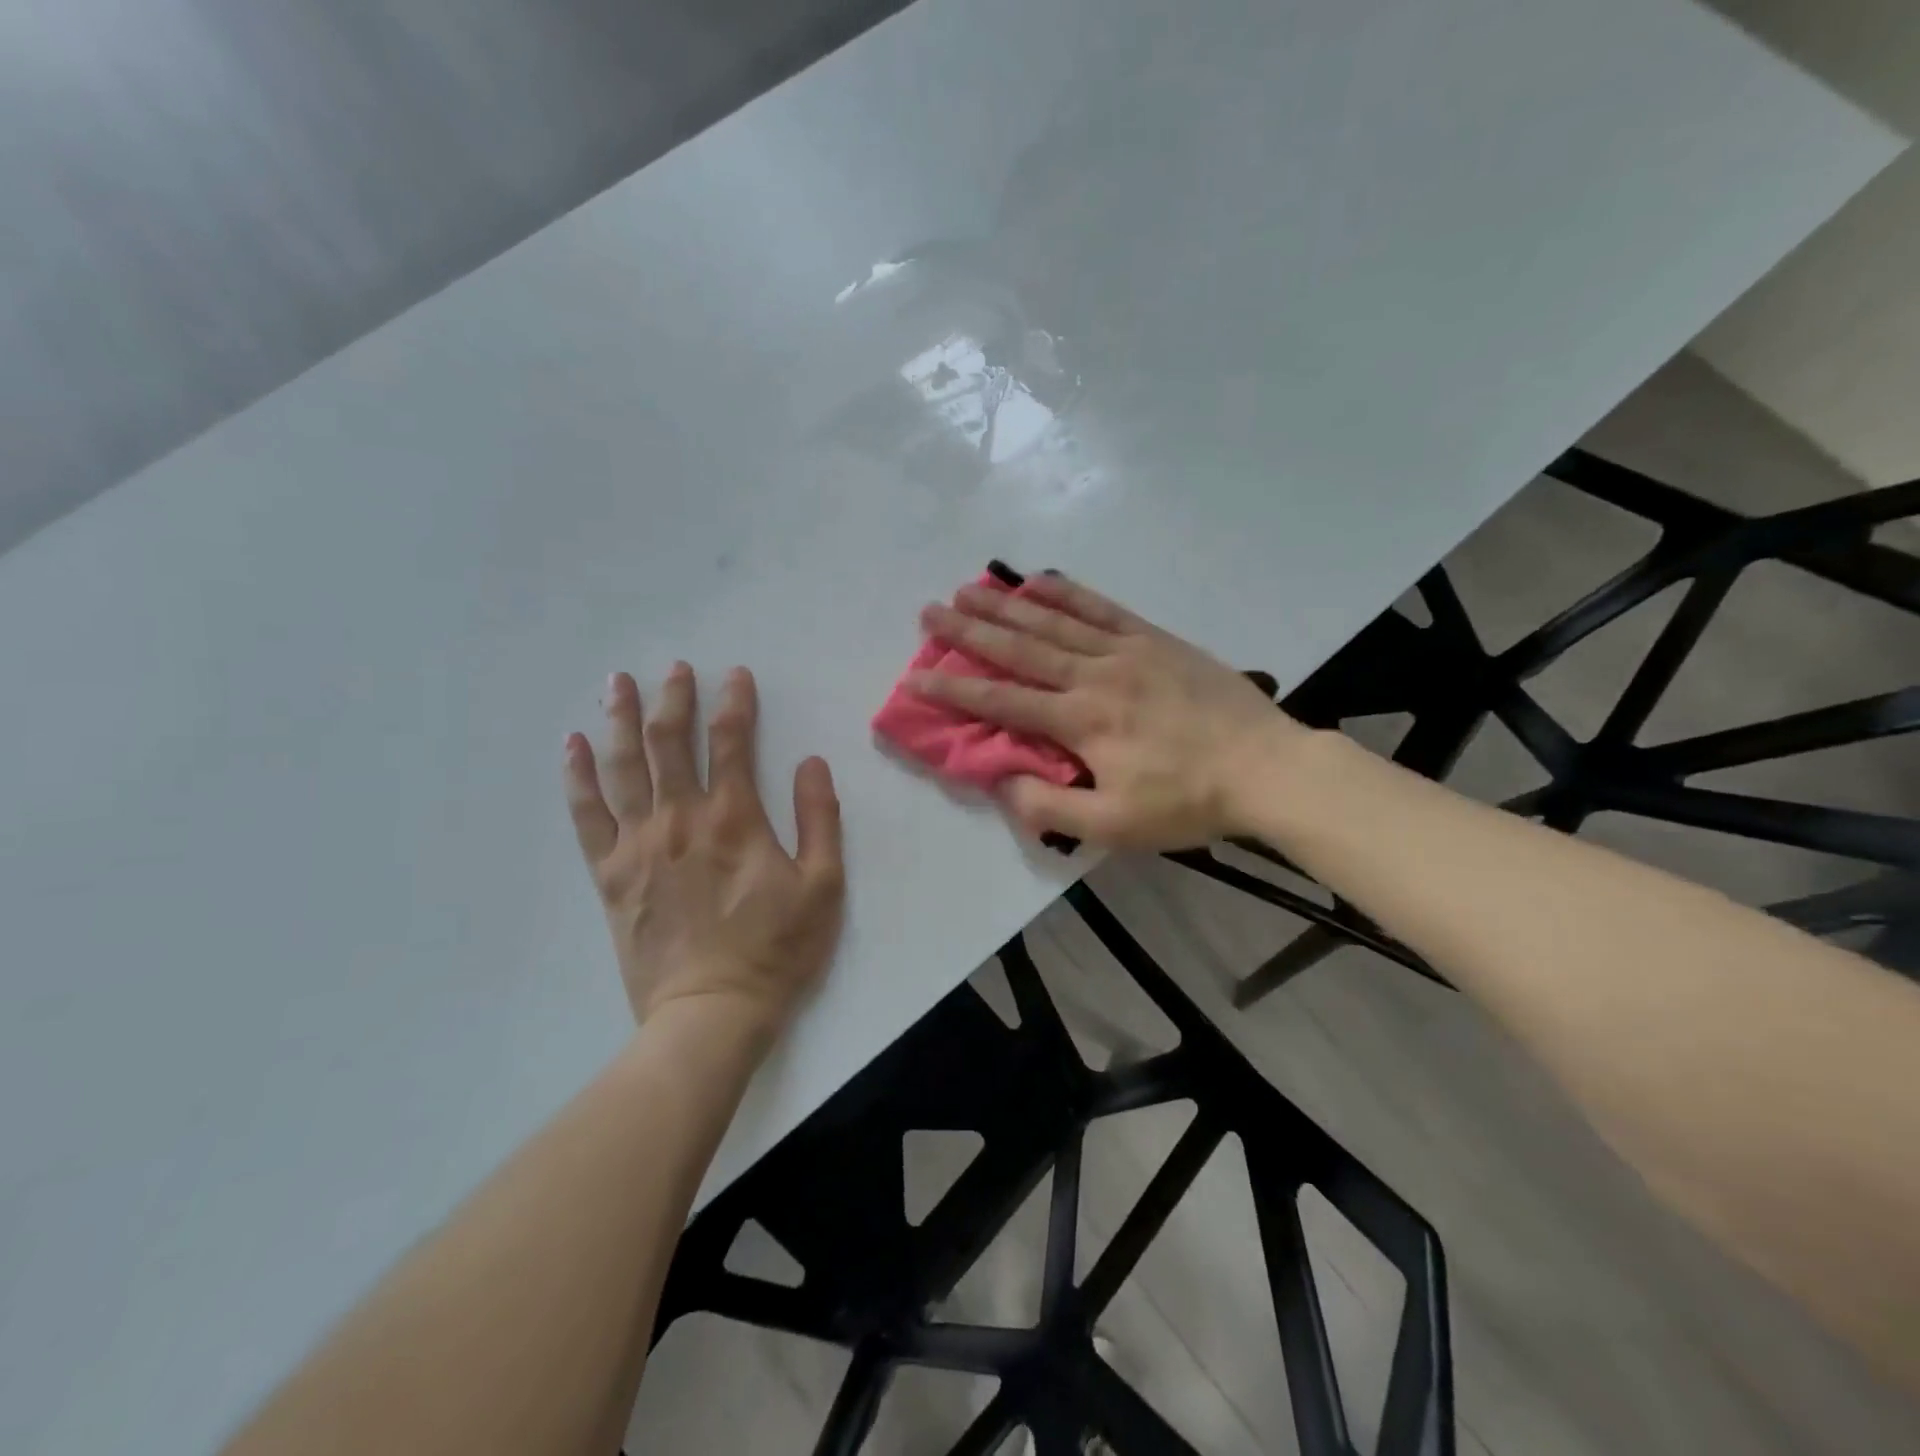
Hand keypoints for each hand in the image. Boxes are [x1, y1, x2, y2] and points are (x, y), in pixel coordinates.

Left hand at [563, 664, 844, 1044]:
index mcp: (734, 818)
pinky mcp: (609, 874)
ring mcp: (638, 845)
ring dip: (620, 719)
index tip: (736, 675)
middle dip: (673, 697)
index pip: (732, 741)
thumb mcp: (823, 886)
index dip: (735, 702)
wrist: (711, 1013)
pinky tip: (572, 746)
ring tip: (617, 682)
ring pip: (623, 767)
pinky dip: (578, 777)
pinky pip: (587, 815)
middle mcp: (680, 818)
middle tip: (674, 667)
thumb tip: (811, 762)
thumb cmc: (776, 949)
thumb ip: (819, 819)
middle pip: (669, 741)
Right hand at [910, 574, 1309, 848]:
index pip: (1003, 702)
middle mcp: (1094, 676)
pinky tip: (1040, 579)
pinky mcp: (1154, 639)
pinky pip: (1102, 608)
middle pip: (1020, 648)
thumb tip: (1002, 782)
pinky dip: (1068, 592)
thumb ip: (1051, 807)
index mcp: (1080, 722)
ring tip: (968, 588)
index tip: (914, 677)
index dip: (954, 690)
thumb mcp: (1114, 826)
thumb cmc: (1186, 801)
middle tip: (930, 612)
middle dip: (969, 632)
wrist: (1266, 767)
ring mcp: (1125, 650)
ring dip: (1007, 604)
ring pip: (1054, 620)